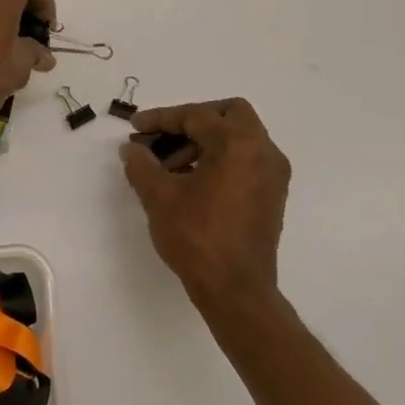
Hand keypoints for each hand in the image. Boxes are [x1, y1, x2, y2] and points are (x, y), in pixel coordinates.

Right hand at [120, 99, 290, 313]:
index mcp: (237, 144)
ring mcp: (272, 173)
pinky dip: (220, 159)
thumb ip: (142, 165)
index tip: (135, 129)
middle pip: (228, 114)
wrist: (236, 289)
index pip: (196, 115)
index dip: (161, 119)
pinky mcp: (272, 194)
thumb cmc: (197, 238)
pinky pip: (246, 159)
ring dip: (204, 142)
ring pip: (238, 138)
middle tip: (164, 137)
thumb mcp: (159, 198)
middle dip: (192, 120)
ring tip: (168, 168)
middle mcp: (263, 150)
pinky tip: (191, 183)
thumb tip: (132, 149)